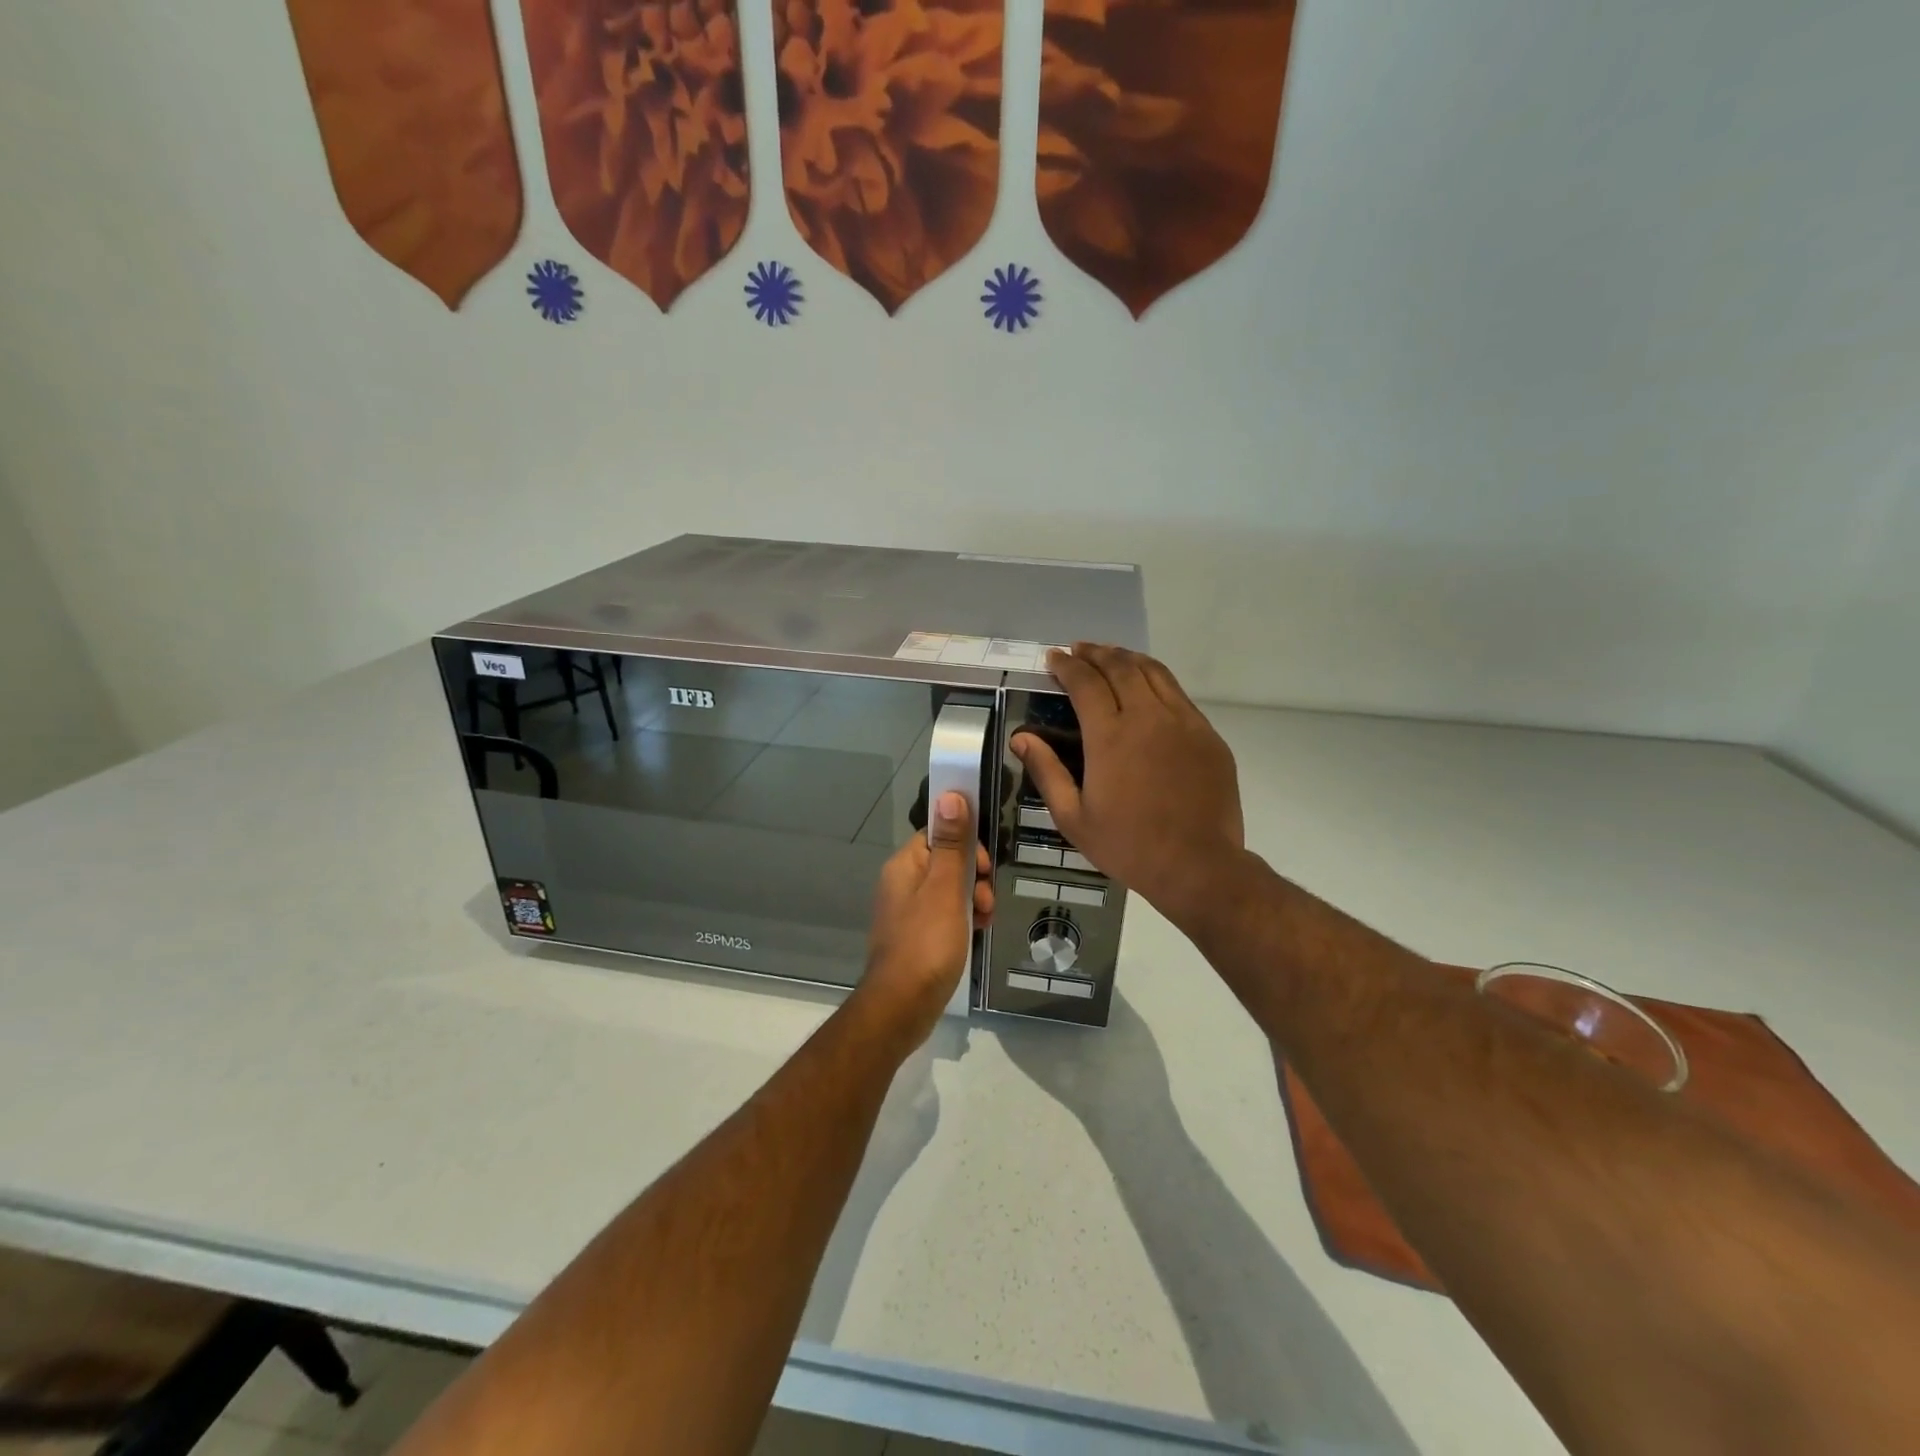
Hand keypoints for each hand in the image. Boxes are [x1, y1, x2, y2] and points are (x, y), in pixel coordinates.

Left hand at [857, 792, 993, 1039]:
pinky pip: (946, 914)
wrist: (901, 1007)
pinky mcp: (917, 936)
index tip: (984, 866)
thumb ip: (951, 843)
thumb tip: (950, 794)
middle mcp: (902, 883)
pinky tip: (977, 932)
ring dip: (973, 898)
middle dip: (974, 875)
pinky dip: (964, 918)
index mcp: (904, 865)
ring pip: (950, 889)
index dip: (965, 843)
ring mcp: (908, 912)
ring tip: (984, 919)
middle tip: (986, 898)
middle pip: (946, 861)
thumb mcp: (945, 889)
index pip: (938, 833)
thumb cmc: (926, 944)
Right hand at [1012, 645, 1242, 926]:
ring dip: (1127, 658)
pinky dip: (1155, 680)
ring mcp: (1183, 722)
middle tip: (1078, 650)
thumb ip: (1046, 772)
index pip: (1085, 682)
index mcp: (1110, 736)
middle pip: (1120, 667)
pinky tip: (1147, 687)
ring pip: (1153, 673)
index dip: (1067, 665)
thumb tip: (1021, 737)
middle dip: (1095, 653)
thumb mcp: (1073, 818)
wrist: (1198, 865)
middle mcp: (1148, 717)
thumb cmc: (1128, 846)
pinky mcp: (1207, 735)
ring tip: (1110, 655)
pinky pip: (1178, 694)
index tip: (1054, 658)